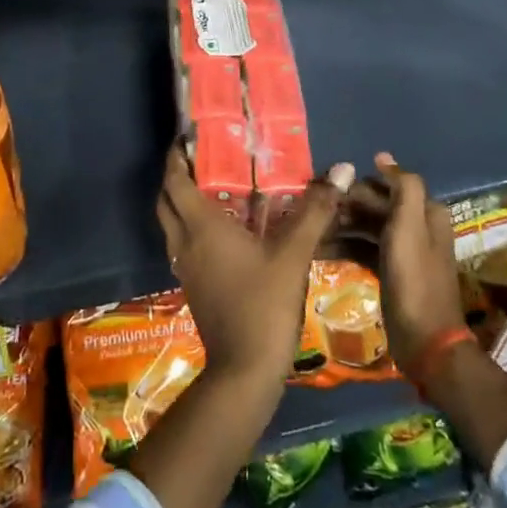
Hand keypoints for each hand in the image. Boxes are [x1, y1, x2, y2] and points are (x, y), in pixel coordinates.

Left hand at [157, 144, 342, 385]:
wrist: (245, 371)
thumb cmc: (264, 304)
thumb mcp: (293, 254)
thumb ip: (315, 210)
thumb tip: (340, 169)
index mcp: (200, 227)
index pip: (174, 181)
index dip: (175, 157)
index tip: (185, 136)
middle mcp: (185, 243)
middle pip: (166, 201)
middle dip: (175, 176)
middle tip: (199, 159)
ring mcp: (186, 268)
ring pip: (172, 224)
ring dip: (183, 203)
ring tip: (214, 188)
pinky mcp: (193, 287)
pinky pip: (184, 245)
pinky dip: (193, 228)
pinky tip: (224, 231)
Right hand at [335, 153, 466, 374]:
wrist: (425, 342)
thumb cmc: (414, 279)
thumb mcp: (409, 227)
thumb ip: (402, 187)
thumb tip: (382, 156)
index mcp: (425, 212)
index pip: (386, 185)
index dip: (357, 186)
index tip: (327, 191)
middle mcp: (417, 226)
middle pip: (375, 204)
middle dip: (346, 206)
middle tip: (314, 213)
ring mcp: (403, 250)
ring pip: (367, 226)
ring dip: (341, 226)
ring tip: (312, 231)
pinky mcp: (391, 270)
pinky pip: (364, 249)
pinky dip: (345, 247)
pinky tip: (320, 251)